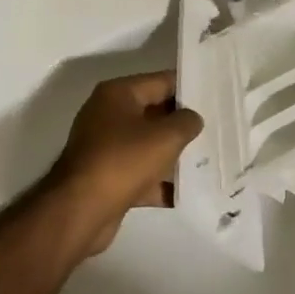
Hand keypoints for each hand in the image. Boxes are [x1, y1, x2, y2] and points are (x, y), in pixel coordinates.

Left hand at [53, 72, 202, 256]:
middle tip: (215, 128)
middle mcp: (108, 115)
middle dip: (182, 123)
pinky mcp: (106, 178)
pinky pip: (139, 173)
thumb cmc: (123, 161)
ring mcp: (105, 147)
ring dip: (172, 154)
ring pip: (148, 145)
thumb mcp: (165, 137)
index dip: (188, 88)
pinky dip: (158, 182)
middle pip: (154, 112)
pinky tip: (186, 192)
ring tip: (207, 159)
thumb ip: (186, 122)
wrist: (79, 212)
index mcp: (118, 94)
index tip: (214, 97)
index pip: (161, 81)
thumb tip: (193, 118)